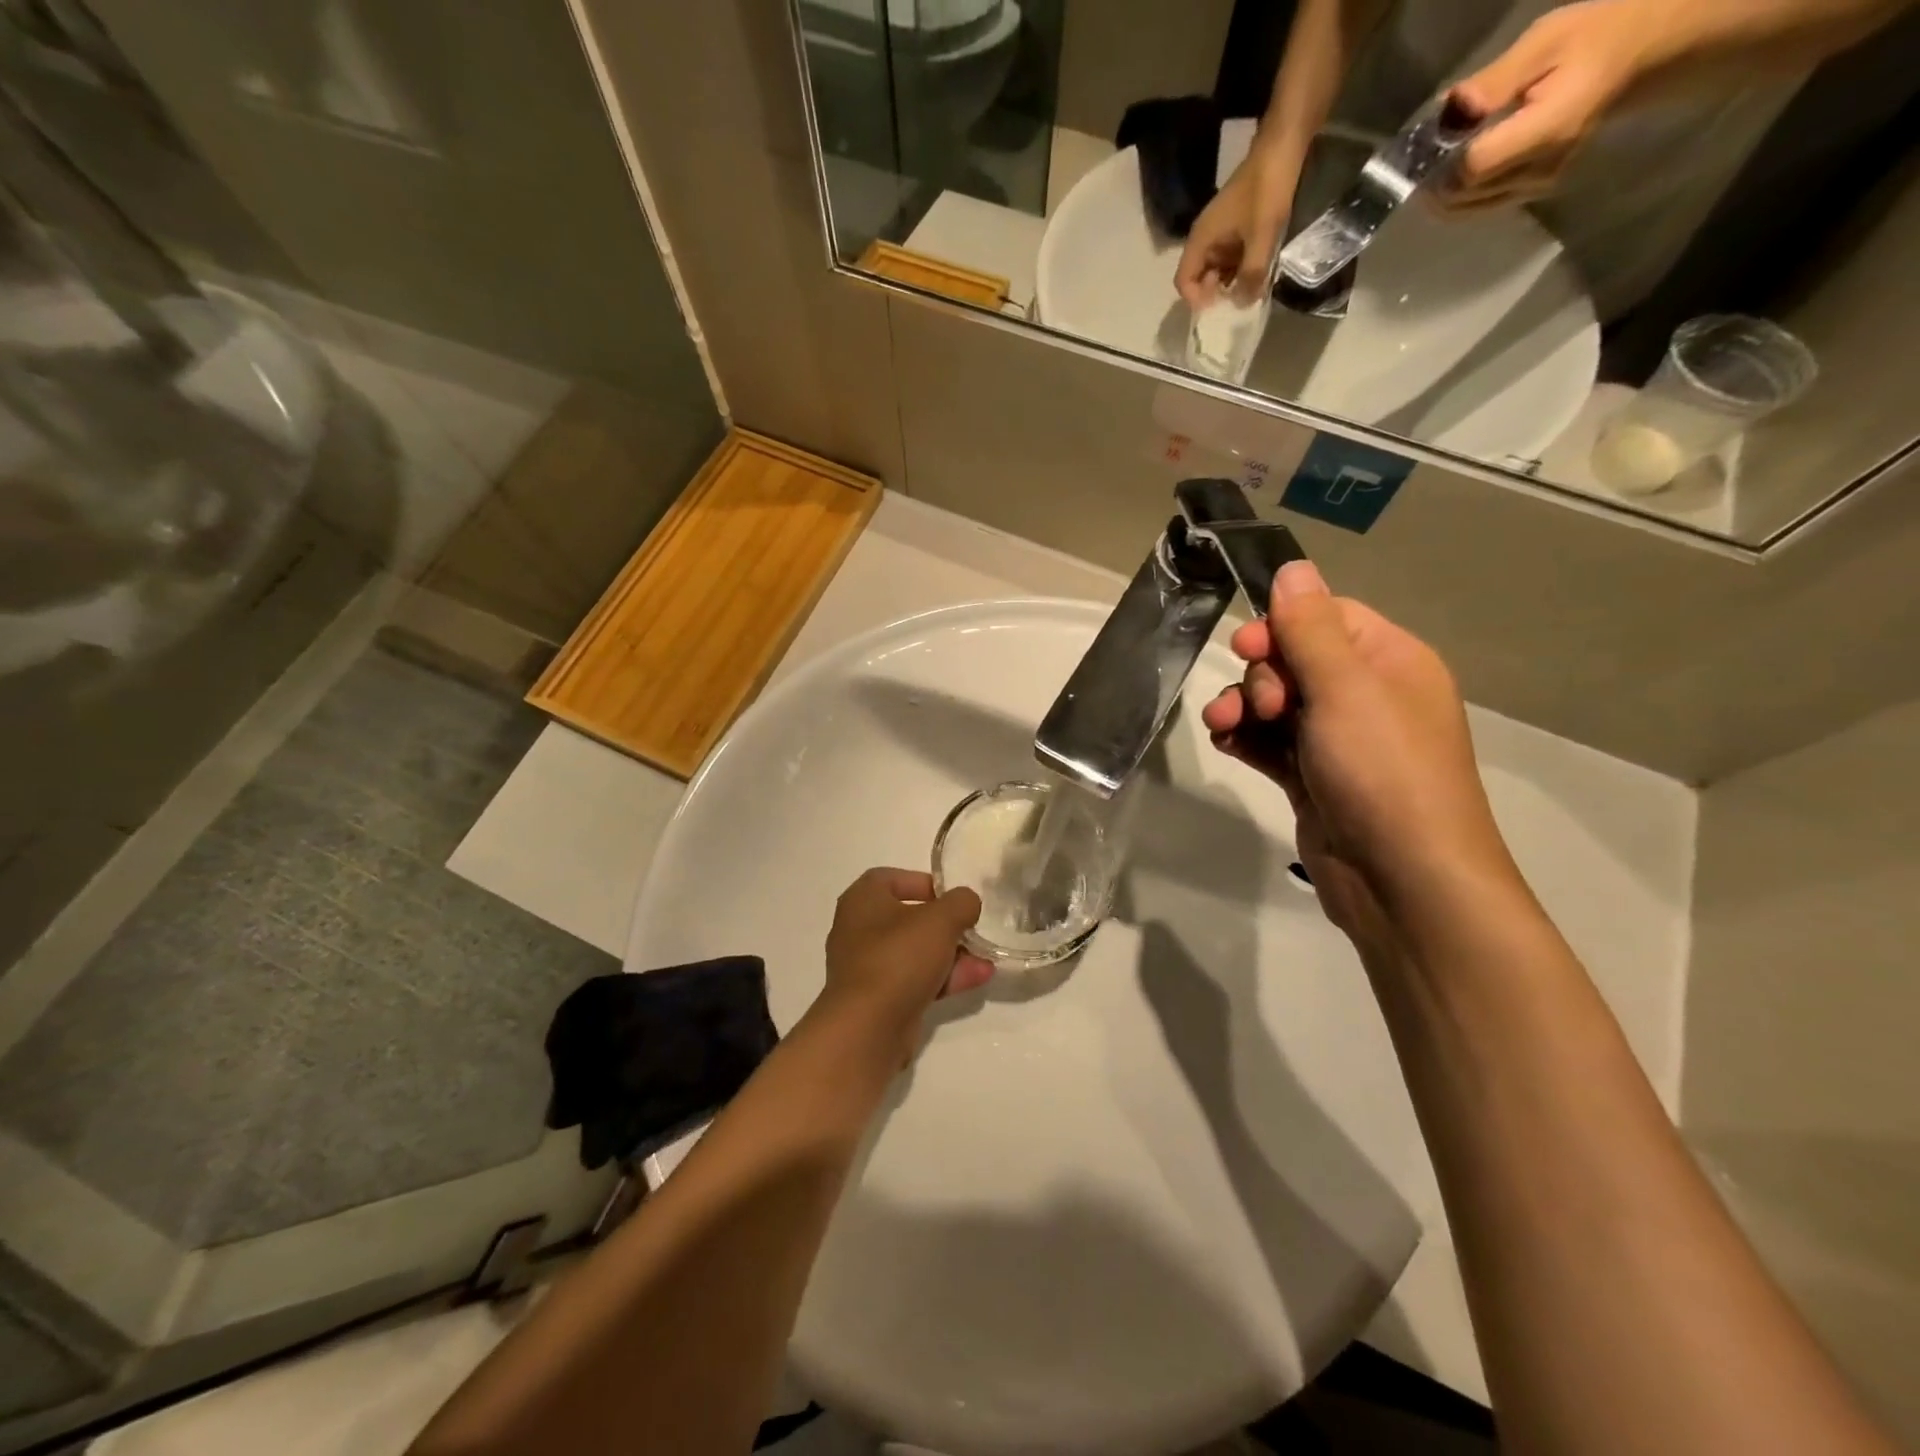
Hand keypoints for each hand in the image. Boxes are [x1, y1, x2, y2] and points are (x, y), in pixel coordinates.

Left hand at [817, 868, 992, 1060]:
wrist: (868, 1029)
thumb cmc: (898, 958)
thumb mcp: (940, 920)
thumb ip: (960, 903)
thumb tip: (967, 902)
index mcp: (862, 900)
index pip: (891, 878)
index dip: (924, 883)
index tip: (952, 896)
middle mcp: (858, 930)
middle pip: (909, 918)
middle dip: (946, 925)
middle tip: (972, 928)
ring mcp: (867, 967)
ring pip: (915, 952)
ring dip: (951, 953)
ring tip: (986, 957)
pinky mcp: (879, 1000)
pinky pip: (915, 980)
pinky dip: (943, 978)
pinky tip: (978, 978)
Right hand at [1175, 136, 1303, 308]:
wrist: (1283, 145)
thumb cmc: (1266, 189)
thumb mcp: (1261, 236)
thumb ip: (1251, 274)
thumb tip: (1243, 305)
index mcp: (1201, 241)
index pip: (1184, 282)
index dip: (1197, 299)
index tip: (1219, 304)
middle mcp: (1205, 240)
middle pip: (1199, 279)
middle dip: (1215, 294)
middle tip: (1238, 298)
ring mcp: (1220, 234)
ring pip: (1216, 271)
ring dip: (1230, 283)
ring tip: (1251, 289)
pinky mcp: (1235, 229)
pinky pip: (1230, 258)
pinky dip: (1240, 269)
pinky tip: (1258, 273)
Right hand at [1199, 562, 1519, 950]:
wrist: (1402, 879)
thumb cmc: (1381, 770)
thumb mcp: (1344, 688)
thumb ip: (1310, 627)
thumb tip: (1293, 566)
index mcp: (1390, 661)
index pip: (1326, 617)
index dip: (1282, 626)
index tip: (1246, 647)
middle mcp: (1367, 696)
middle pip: (1295, 660)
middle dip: (1261, 675)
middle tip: (1260, 705)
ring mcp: (1338, 740)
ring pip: (1276, 704)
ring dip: (1243, 708)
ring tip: (1224, 728)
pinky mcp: (1313, 778)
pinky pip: (1270, 744)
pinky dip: (1245, 739)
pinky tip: (1226, 744)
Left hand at [1440, 0, 1649, 211]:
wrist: (1638, 57)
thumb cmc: (1594, 38)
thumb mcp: (1547, 40)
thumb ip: (1495, 81)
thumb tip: (1451, 110)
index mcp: (1546, 132)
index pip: (1472, 169)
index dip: (1441, 162)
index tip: (1427, 143)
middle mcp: (1539, 172)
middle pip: (1462, 196)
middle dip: (1433, 180)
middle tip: (1421, 153)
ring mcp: (1535, 189)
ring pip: (1465, 209)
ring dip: (1441, 192)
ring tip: (1434, 161)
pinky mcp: (1530, 195)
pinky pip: (1478, 206)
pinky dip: (1458, 194)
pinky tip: (1453, 171)